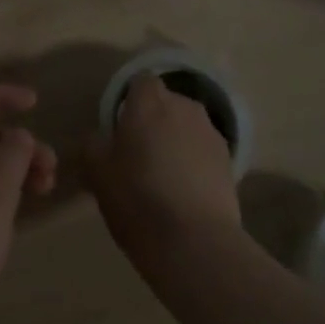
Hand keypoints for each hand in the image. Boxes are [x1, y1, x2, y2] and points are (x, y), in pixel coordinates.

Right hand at [85, 74, 240, 275]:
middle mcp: (184, 106)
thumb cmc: (137, 198)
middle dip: (154, 121)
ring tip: (164, 177)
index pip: (140, 82)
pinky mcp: (230, 161)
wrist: (194, 242)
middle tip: (139, 155)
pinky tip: (185, 193)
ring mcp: (211, 132)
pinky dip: (195, 163)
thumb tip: (102, 137)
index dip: (130, 101)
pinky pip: (204, 151)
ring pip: (187, 127)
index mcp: (149, 101)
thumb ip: (95, 144)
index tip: (121, 128)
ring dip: (176, 141)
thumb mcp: (97, 172)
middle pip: (166, 103)